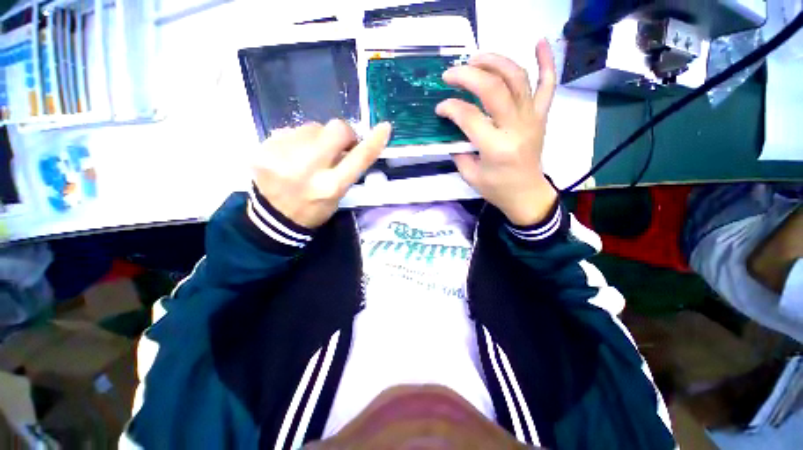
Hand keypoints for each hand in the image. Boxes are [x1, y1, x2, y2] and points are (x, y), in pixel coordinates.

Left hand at [253, 120, 391, 228]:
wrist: (272, 218)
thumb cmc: (313, 209)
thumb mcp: (337, 196)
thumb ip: (346, 169)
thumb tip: (351, 144)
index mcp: (331, 187)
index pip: (359, 158)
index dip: (374, 142)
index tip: (384, 127)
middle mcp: (308, 170)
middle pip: (335, 129)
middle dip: (343, 133)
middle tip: (339, 144)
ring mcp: (282, 156)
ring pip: (312, 126)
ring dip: (317, 137)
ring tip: (308, 156)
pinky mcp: (263, 148)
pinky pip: (290, 130)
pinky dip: (296, 140)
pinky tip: (290, 156)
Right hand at [436, 40, 558, 225]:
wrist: (526, 194)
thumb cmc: (496, 188)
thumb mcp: (470, 175)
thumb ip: (458, 150)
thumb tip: (452, 127)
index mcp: (495, 148)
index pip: (469, 116)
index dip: (450, 107)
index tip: (440, 107)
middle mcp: (516, 128)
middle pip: (493, 88)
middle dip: (468, 75)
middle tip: (451, 74)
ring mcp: (532, 118)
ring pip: (517, 78)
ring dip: (495, 61)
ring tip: (476, 59)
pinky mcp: (541, 116)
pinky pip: (547, 85)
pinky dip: (546, 61)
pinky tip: (539, 42)